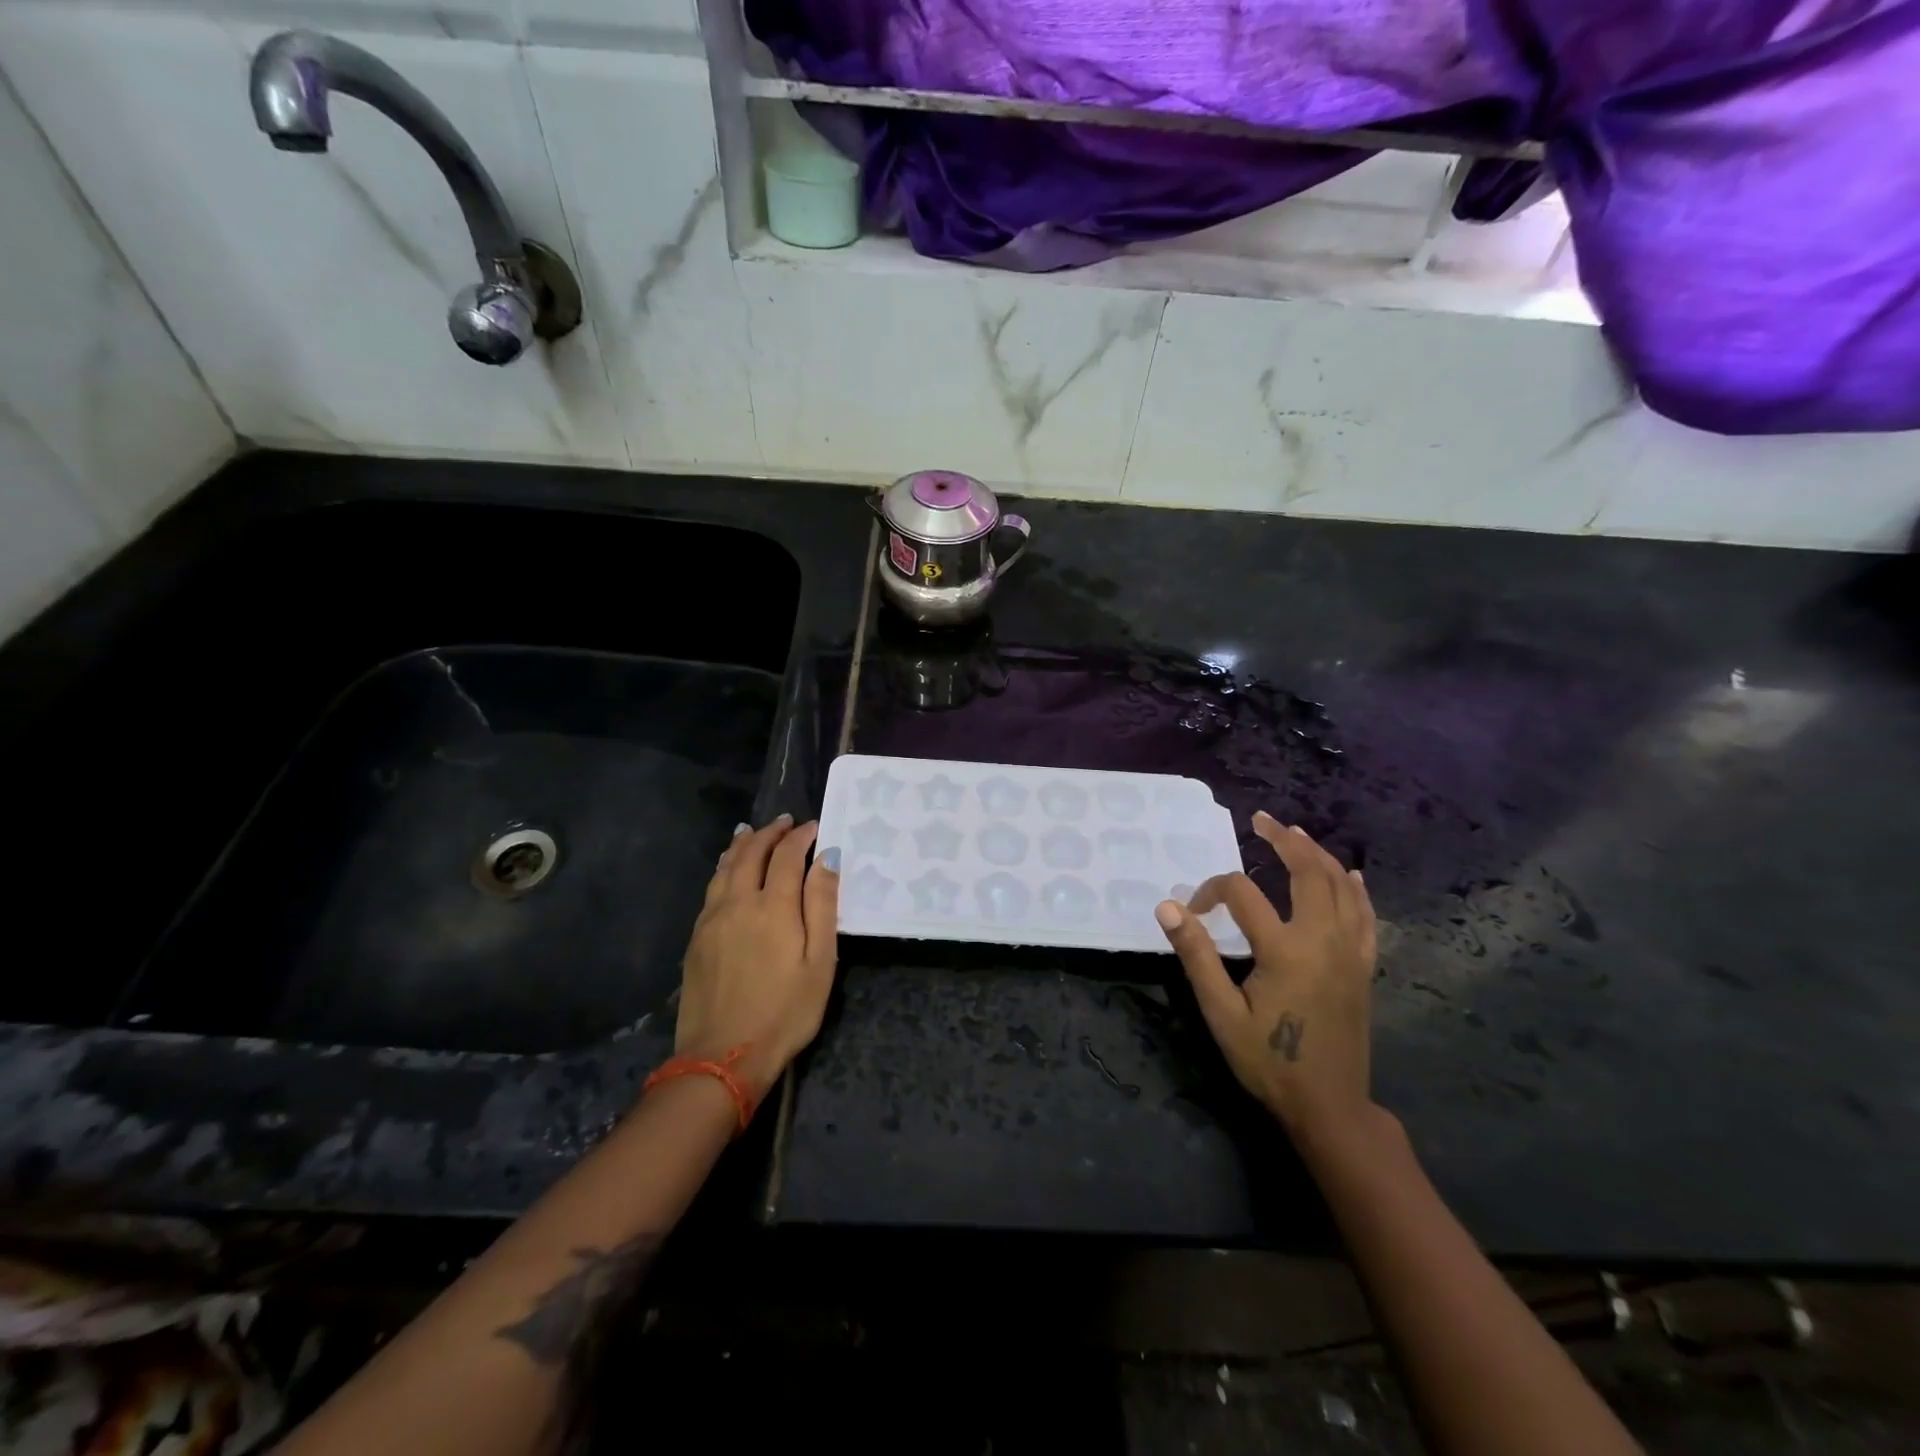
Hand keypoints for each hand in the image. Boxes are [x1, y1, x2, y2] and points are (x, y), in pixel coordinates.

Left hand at [674, 815, 839, 1103]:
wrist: (723, 1057)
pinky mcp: (696, 938)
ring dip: (742, 844)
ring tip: (752, 831)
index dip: (801, 837)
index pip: (787, 856)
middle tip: (785, 822)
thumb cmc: (785, 1011)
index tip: (815, 827)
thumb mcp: (820, 962)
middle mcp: (738, 902)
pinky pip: (711, 887)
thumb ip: (822, 905)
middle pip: (752, 853)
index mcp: (773, 906)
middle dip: (770, 833)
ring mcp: (712, 919)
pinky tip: (726, 868)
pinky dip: (723, 867)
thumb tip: (827, 857)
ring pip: (725, 867)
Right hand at [1155, 812, 1376, 1136]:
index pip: (1241, 894)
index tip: (1191, 911)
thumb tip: (1168, 907)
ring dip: (1317, 854)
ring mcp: (1350, 952)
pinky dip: (1355, 889)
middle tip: (1261, 820)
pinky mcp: (1363, 966)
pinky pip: (1365, 915)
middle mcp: (1323, 940)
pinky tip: (1348, 874)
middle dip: (1283, 841)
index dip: (1210, 891)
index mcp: (1284, 950)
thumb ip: (1196, 956)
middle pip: (1307, 872)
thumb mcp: (1222, 1014)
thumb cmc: (1269, 1062)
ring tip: (1295, 834)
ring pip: (1340, 886)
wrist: (1330, 1106)